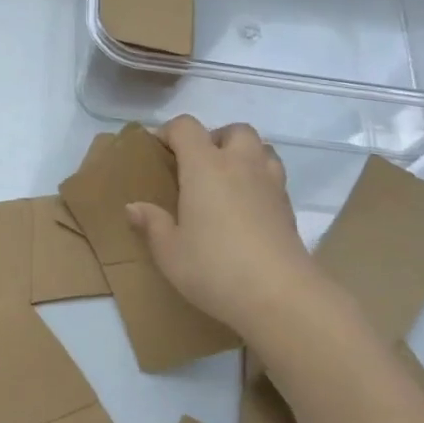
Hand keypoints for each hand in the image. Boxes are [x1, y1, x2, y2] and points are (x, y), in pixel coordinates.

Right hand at [125, 116, 329, 345]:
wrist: (279, 295)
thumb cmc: (214, 267)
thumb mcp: (169, 252)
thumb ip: (152, 224)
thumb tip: (134, 207)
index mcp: (205, 166)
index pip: (186, 127)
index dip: (169, 132)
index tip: (158, 151)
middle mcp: (240, 164)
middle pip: (234, 130)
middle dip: (215, 139)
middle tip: (198, 166)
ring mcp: (270, 184)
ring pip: (262, 149)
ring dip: (244, 156)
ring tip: (227, 182)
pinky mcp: (289, 207)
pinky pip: (274, 177)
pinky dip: (260, 181)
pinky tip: (247, 209)